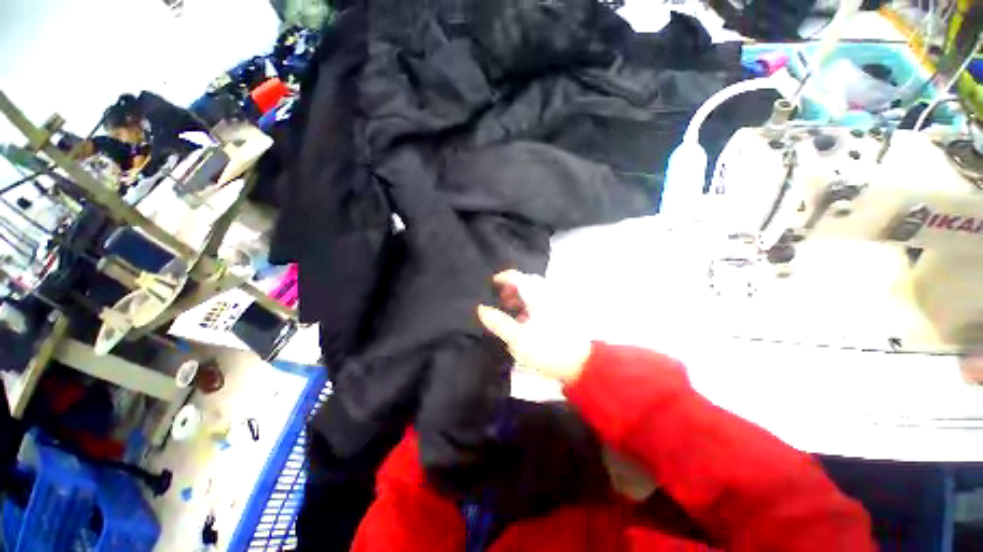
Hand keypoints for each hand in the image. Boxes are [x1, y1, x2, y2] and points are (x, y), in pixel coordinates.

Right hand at [477, 270, 590, 383]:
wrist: (582, 364)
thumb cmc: (547, 349)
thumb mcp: (517, 338)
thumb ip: (498, 322)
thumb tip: (482, 308)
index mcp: (536, 295)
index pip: (516, 277)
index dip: (502, 278)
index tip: (491, 284)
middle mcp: (548, 294)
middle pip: (527, 283)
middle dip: (511, 289)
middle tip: (501, 300)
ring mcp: (557, 303)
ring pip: (535, 292)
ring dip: (521, 297)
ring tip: (512, 311)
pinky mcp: (562, 313)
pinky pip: (543, 301)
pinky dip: (531, 305)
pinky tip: (527, 321)